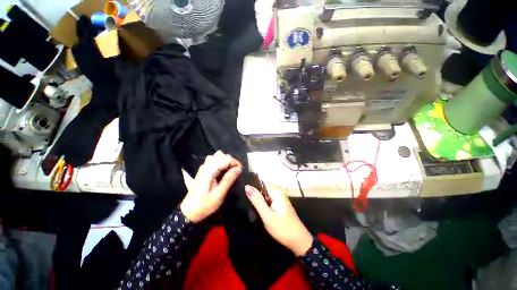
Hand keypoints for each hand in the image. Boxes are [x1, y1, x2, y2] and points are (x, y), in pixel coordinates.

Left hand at [180, 151, 241, 222]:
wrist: (188, 213)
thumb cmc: (204, 205)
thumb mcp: (219, 194)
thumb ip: (229, 179)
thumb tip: (239, 168)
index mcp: (209, 172)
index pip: (224, 159)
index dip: (235, 162)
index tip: (241, 169)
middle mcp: (205, 167)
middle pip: (220, 154)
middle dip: (230, 160)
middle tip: (236, 170)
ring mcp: (203, 168)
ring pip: (216, 156)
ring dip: (225, 160)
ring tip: (230, 169)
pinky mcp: (202, 171)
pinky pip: (212, 160)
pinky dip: (219, 162)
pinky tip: (222, 170)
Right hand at [245, 184, 312, 255]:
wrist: (298, 240)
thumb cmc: (282, 228)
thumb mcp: (267, 215)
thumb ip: (257, 200)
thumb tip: (247, 186)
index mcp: (276, 192)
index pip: (261, 182)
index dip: (253, 187)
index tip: (246, 196)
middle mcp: (279, 192)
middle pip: (263, 188)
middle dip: (256, 195)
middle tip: (249, 205)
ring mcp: (281, 197)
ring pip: (266, 194)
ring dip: (259, 200)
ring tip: (253, 208)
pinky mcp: (281, 203)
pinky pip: (269, 199)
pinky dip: (264, 203)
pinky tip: (261, 211)